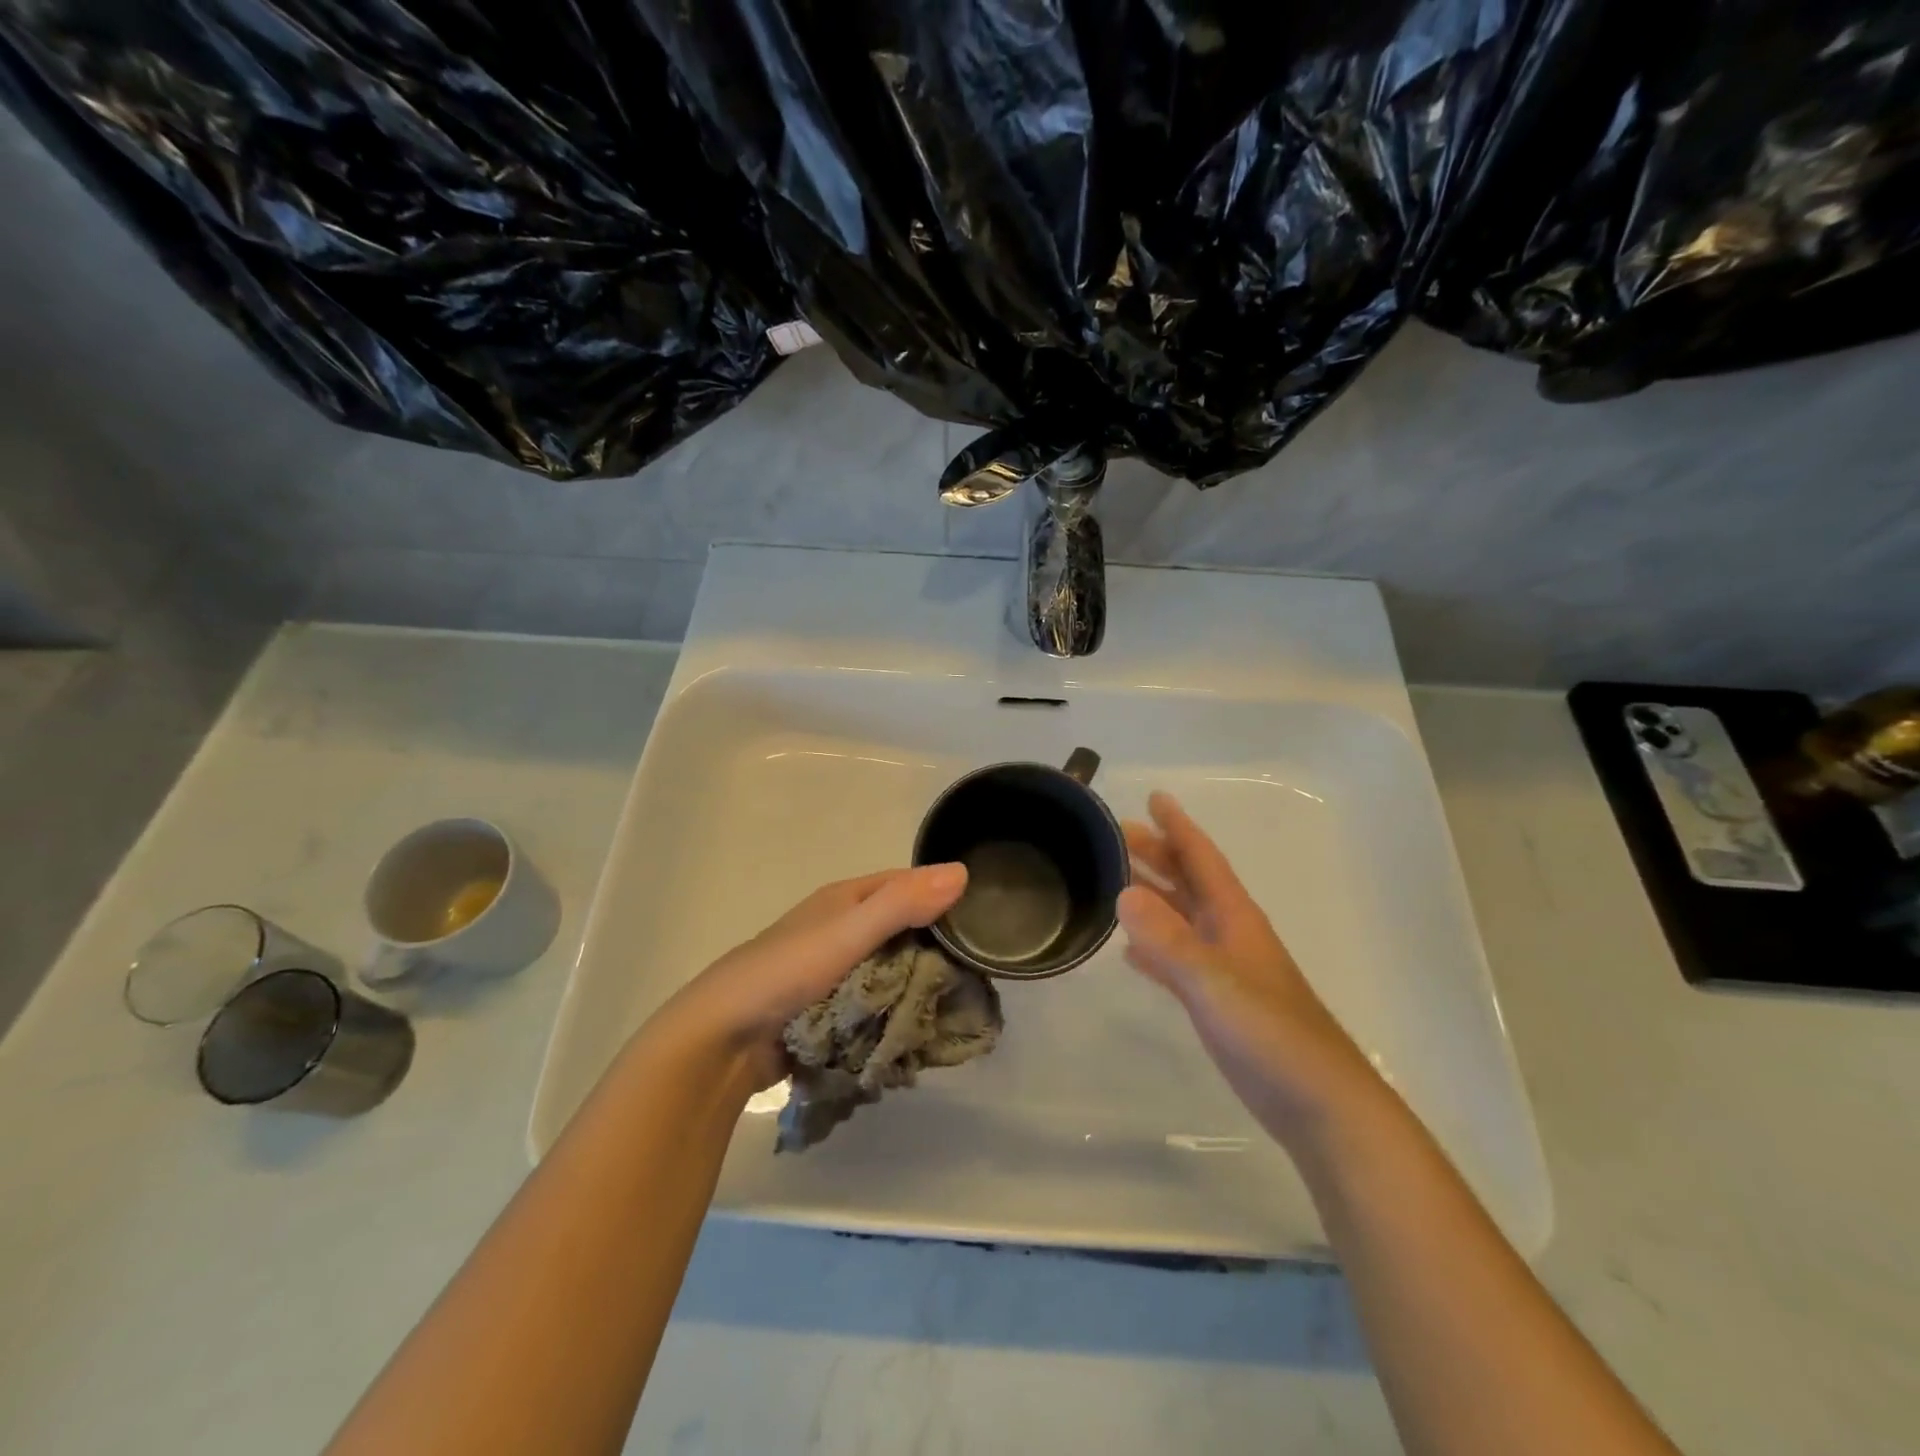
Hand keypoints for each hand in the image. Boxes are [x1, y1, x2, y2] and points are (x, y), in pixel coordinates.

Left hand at [659, 864, 968, 1089]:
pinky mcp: (829, 1011)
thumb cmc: (786, 973)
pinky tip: (920, 1030)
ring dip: (917, 987)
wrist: (722, 1041)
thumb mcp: (848, 932)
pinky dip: (895, 1014)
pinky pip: (875, 1005)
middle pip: (902, 930)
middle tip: (978, 975)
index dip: (941, 895)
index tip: (982, 919)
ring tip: (959, 1007)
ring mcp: (834, 973)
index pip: (906, 885)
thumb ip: (902, 904)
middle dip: (935, 950)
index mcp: (845, 900)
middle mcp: (841, 930)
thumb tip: (962, 871)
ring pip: (890, 971)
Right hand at [1119, 792, 1377, 1145]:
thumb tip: (1123, 892)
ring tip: (1114, 881)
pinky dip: (1154, 948)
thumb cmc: (1272, 1035)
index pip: (1201, 858)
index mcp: (1234, 917)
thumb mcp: (1215, 982)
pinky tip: (1130, 952)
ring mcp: (1224, 969)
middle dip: (1157, 854)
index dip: (1177, 826)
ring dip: (1151, 896)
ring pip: (1181, 917)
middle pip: (1188, 881)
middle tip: (1116, 835)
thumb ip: (1169, 940)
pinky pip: (1177, 960)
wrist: (1320, 1104)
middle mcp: (1228, 934)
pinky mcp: (1218, 1003)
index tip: (1153, 797)